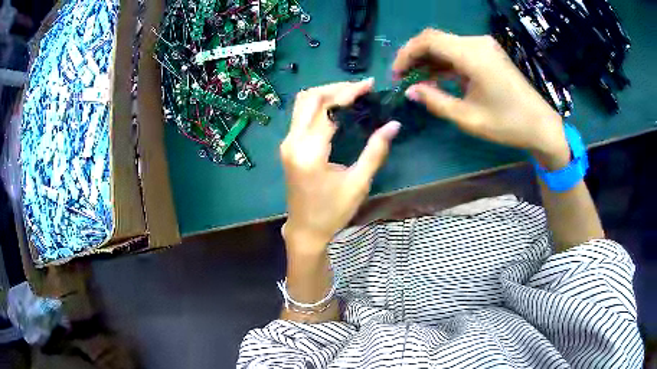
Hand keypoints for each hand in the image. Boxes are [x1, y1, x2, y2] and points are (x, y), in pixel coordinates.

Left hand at [280, 79, 400, 250]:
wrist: (305, 229)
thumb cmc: (332, 212)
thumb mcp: (358, 184)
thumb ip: (375, 151)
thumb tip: (394, 125)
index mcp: (309, 152)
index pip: (328, 109)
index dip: (349, 92)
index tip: (370, 84)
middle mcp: (292, 142)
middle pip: (309, 98)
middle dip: (336, 87)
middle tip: (361, 88)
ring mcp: (287, 143)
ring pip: (302, 103)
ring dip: (325, 93)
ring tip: (351, 94)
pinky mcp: (288, 146)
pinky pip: (301, 114)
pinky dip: (318, 104)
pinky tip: (337, 108)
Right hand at [393, 29, 569, 169]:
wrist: (541, 124)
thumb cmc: (508, 124)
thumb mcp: (468, 118)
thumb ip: (435, 101)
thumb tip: (410, 90)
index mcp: (472, 55)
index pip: (428, 40)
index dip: (406, 54)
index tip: (396, 74)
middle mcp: (477, 43)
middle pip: (435, 39)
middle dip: (415, 56)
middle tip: (403, 78)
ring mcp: (484, 46)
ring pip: (446, 44)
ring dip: (429, 59)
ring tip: (417, 80)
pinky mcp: (489, 53)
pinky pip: (460, 51)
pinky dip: (445, 62)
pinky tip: (438, 77)